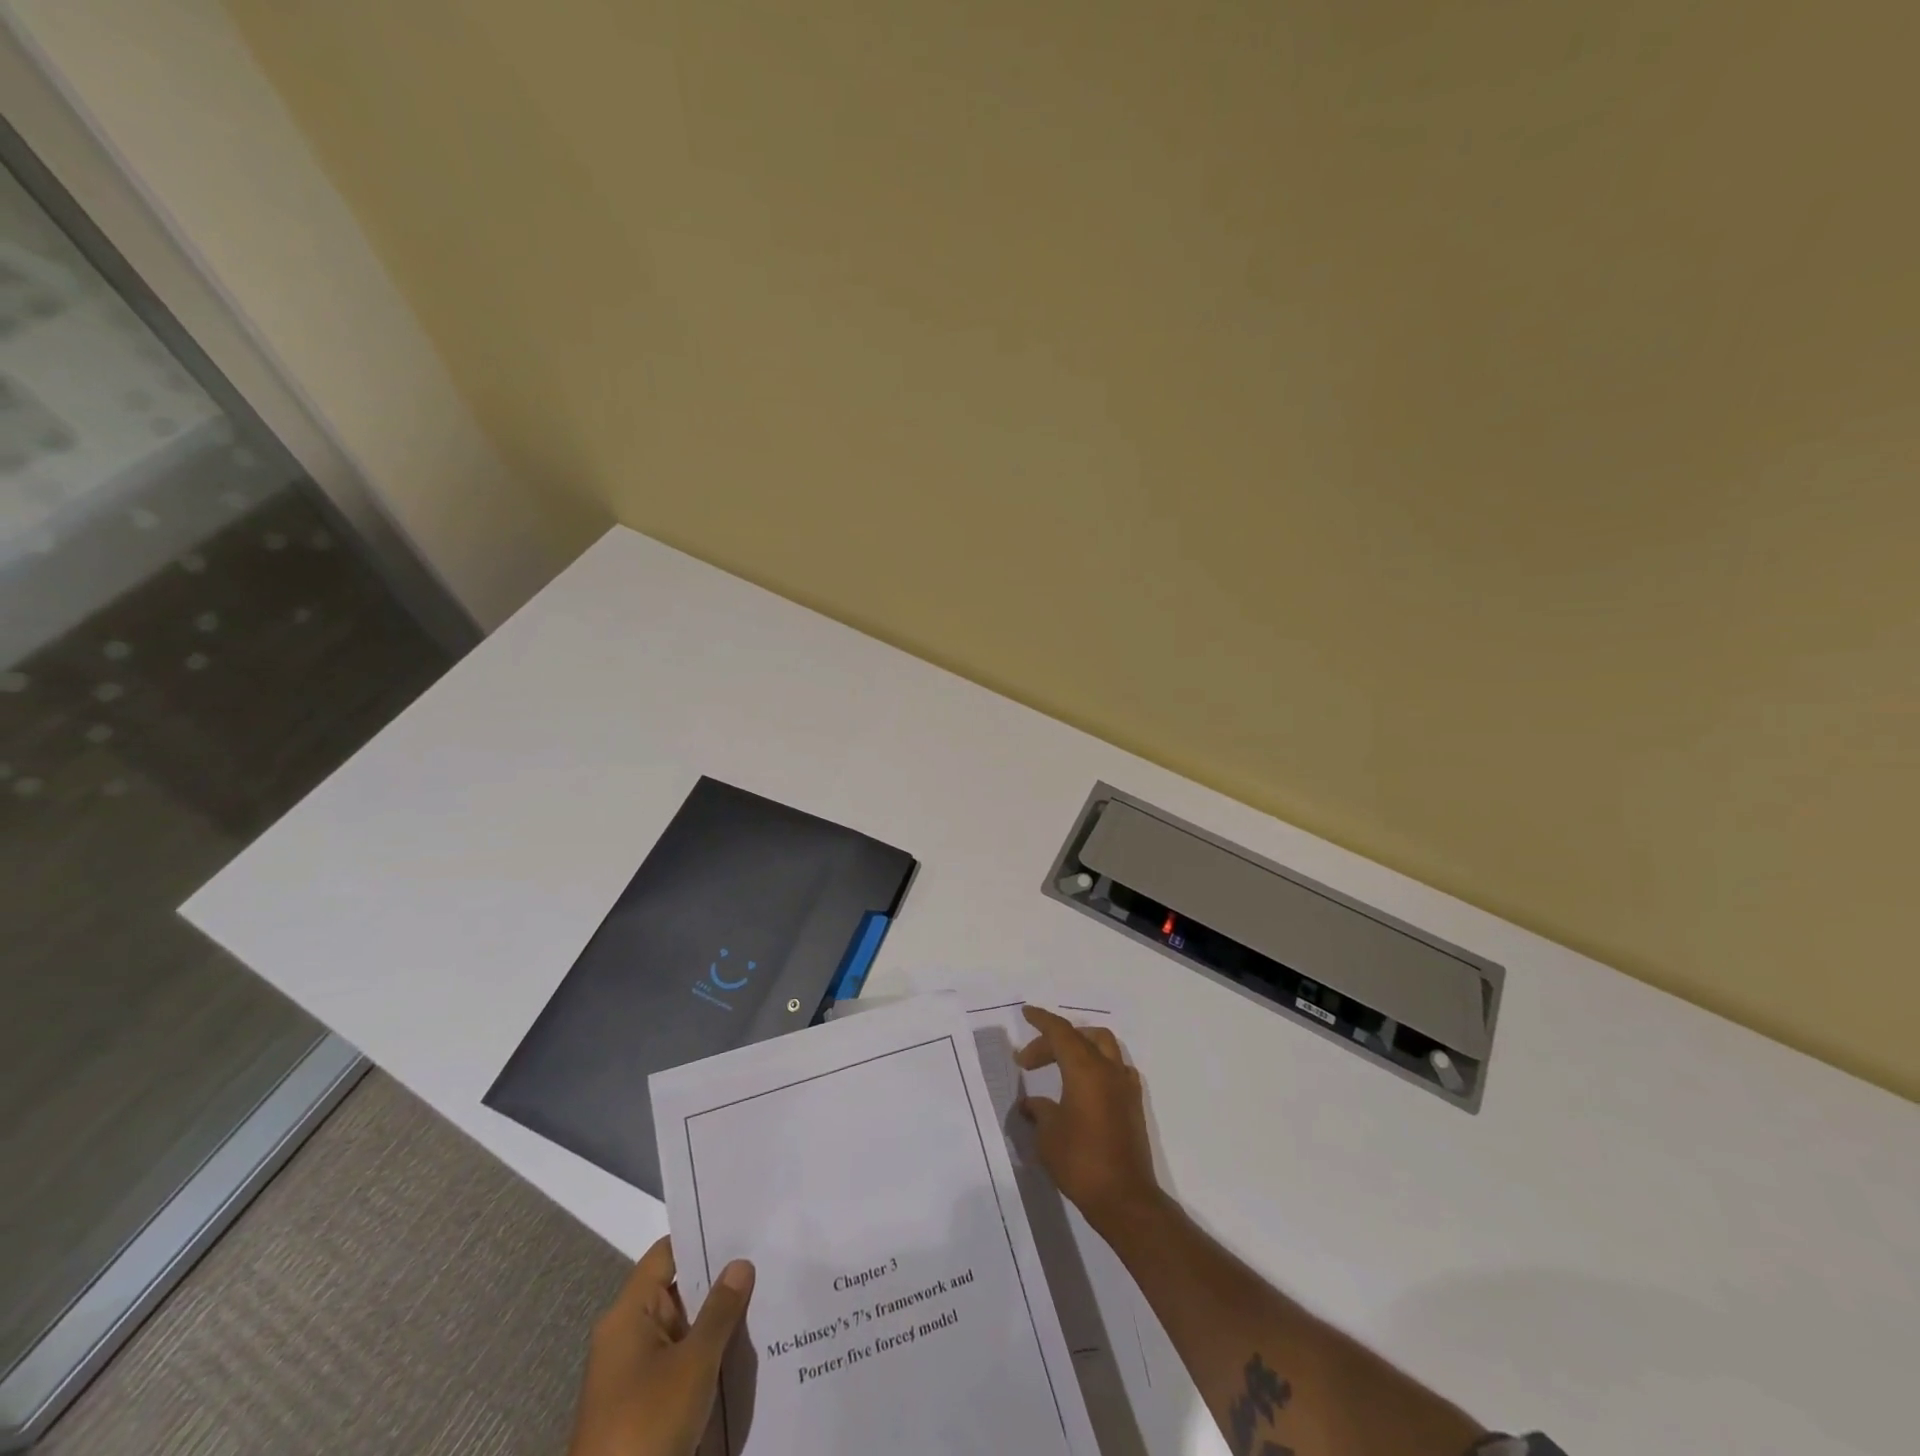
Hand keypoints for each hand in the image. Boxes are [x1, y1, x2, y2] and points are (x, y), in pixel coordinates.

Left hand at [569, 1237, 754, 1455]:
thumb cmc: (647, 1426)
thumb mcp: (693, 1364)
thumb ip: (720, 1310)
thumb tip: (740, 1263)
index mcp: (628, 1314)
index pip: (667, 1253)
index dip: (702, 1237)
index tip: (743, 1226)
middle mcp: (628, 1334)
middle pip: (677, 1288)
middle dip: (719, 1278)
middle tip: (767, 1257)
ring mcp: (635, 1372)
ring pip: (683, 1327)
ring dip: (717, 1319)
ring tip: (767, 1295)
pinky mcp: (645, 1404)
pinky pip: (681, 1360)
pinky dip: (708, 1352)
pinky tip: (746, 1348)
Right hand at [1016, 1005, 1162, 1233]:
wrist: (1125, 1198)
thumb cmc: (1081, 1162)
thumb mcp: (1048, 1135)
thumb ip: (1039, 1111)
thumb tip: (1032, 1104)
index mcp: (1085, 1069)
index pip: (1061, 1032)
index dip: (1042, 1020)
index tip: (1026, 1013)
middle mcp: (1108, 1069)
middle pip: (1080, 1037)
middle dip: (1053, 1040)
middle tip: (1029, 1061)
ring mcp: (1125, 1085)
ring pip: (1104, 1046)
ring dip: (1079, 1046)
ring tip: (1058, 1063)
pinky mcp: (1133, 1104)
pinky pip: (1115, 1068)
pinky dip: (1097, 1065)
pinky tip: (1085, 1085)